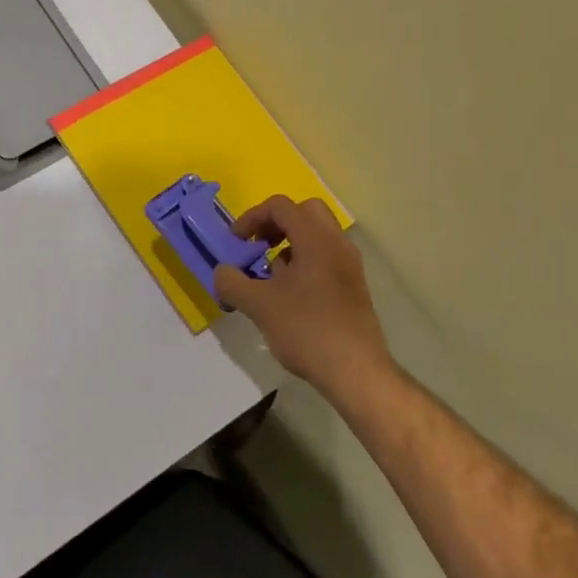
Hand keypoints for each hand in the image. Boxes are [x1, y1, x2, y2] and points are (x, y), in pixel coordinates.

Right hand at [213, 196, 396, 406]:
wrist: (355, 371)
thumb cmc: (306, 329)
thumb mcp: (258, 305)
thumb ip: (232, 282)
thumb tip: (222, 273)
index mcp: (316, 239)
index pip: (281, 206)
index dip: (252, 217)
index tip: (236, 243)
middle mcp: (336, 244)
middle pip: (304, 212)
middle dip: (275, 224)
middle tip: (257, 247)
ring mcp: (349, 265)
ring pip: (316, 236)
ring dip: (289, 245)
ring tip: (269, 277)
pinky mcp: (353, 287)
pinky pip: (325, 258)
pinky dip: (303, 262)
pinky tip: (288, 296)